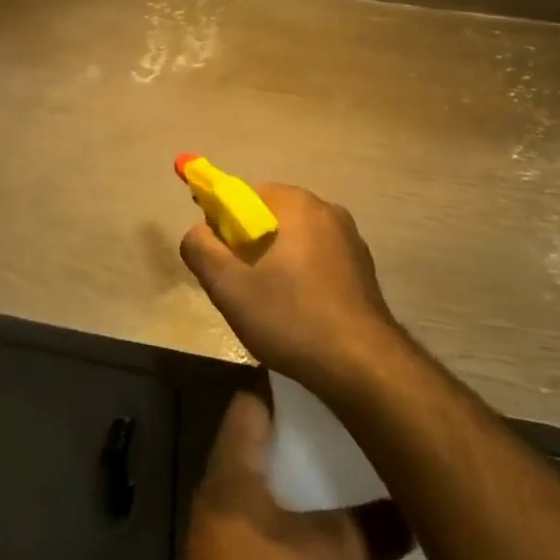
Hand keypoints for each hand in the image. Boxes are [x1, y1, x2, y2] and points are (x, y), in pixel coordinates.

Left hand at [157, 391, 397, 559]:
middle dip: (305, 426)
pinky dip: (301, 509)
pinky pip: (274, 513)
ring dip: (305, 471)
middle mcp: (227, 478)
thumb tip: (418, 509)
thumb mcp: (322, 556)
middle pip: (267, 433)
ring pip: (272, 475)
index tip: (328, 370)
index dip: (287, 378)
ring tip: (352, 462)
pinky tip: (336, 520)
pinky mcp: (239, 555)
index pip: (254, 395)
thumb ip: (370, 529)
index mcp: (235, 458)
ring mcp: (230, 517)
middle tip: (352, 416)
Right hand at [180, 183, 402, 399]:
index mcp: (296, 203)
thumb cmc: (290, 317)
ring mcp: (350, 238)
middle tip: (237, 285)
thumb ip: (200, 248)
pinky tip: (298, 311)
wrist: (362, 365)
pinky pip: (318, 258)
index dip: (222, 223)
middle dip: (248, 244)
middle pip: (269, 215)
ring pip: (294, 238)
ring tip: (267, 304)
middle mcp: (326, 209)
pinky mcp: (362, 266)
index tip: (217, 258)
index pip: (243, 194)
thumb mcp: (228, 286)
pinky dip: (301, 274)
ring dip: (275, 261)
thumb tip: (197, 231)